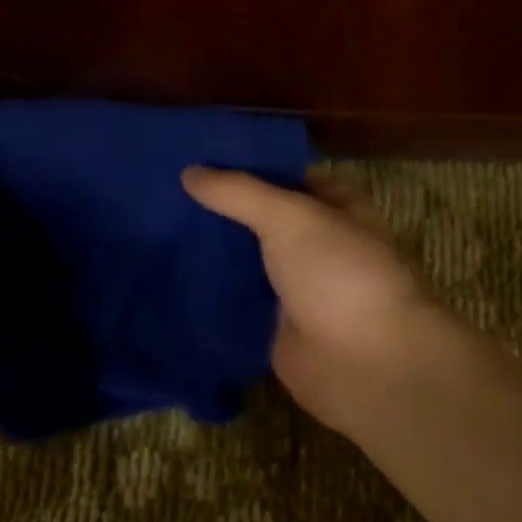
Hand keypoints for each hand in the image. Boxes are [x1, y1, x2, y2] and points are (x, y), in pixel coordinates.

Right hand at [182, 166, 444, 434]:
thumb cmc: (339, 273)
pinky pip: (237, 301)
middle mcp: (316, 243)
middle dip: (221, 209)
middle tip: (163, 191)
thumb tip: (189, 171)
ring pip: (246, 259)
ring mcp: (296, 285)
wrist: (365, 364)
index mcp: (334, 207)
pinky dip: (210, 292)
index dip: (245, 166)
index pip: (284, 176)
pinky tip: (169, 276)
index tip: (195, 156)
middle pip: (261, 219)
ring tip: (157, 227)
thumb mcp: (289, 217)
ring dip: (212, 250)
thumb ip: (238, 193)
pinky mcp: (275, 325)